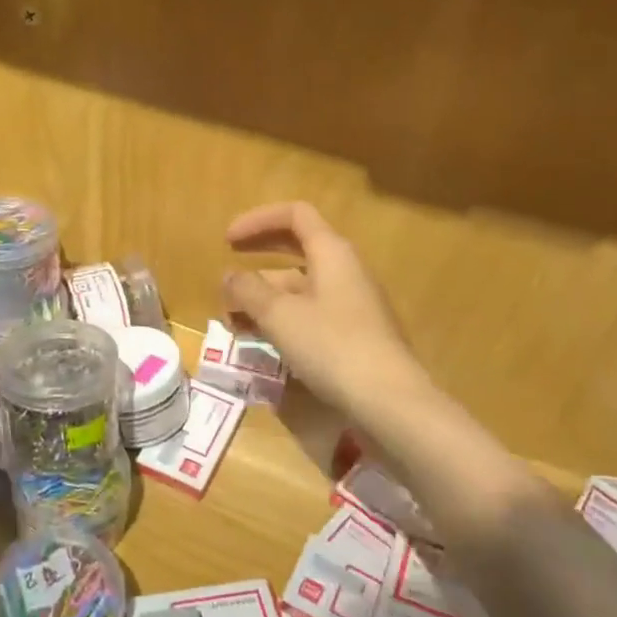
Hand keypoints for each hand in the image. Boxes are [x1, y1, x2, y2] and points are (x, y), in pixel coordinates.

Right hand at [223, 202, 428, 416]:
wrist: (389, 401)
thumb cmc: (332, 346)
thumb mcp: (279, 315)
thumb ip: (248, 290)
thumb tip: (230, 277)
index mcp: (332, 252)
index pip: (294, 215)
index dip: (257, 221)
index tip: (227, 241)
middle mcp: (345, 271)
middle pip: (296, 250)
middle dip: (256, 261)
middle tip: (227, 278)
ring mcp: (352, 304)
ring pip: (300, 287)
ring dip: (263, 298)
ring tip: (232, 322)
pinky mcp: (353, 334)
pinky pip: (310, 313)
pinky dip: (281, 319)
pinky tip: (260, 342)